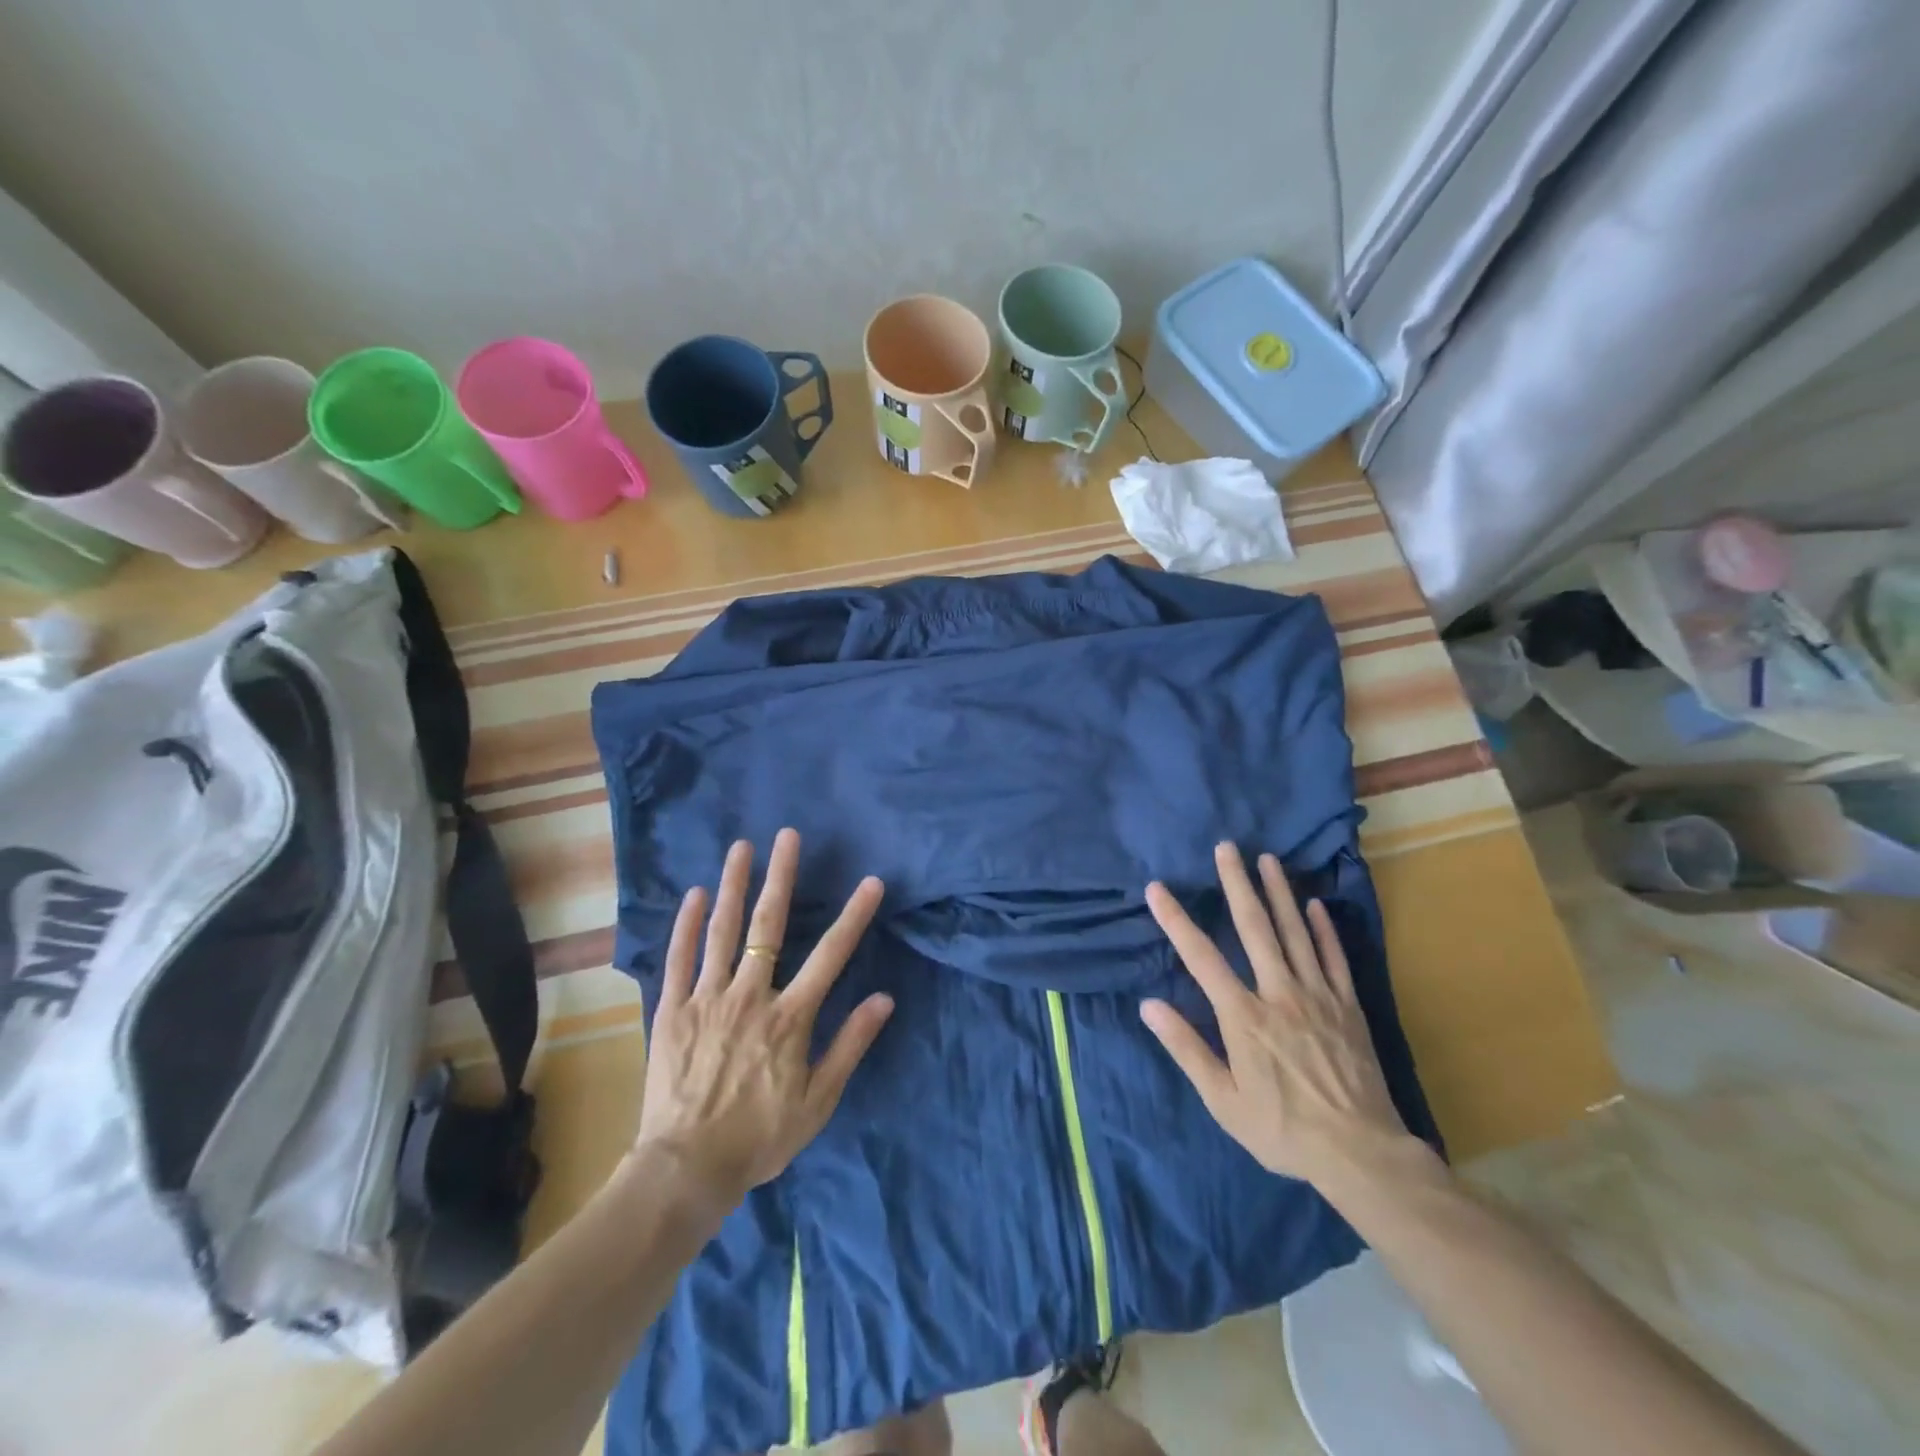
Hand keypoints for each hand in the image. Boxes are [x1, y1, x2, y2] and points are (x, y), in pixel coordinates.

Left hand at [632, 829, 891, 1212]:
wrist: (686, 1170)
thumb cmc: (760, 1136)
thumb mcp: (818, 1100)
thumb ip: (850, 1044)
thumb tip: (884, 998)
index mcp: (789, 1017)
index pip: (830, 955)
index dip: (854, 916)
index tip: (870, 882)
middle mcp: (750, 996)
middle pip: (768, 926)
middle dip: (780, 877)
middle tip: (786, 836)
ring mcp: (706, 999)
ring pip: (722, 932)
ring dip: (734, 885)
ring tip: (740, 847)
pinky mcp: (672, 1011)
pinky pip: (679, 959)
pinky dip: (687, 925)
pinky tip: (696, 894)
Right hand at [1141, 843, 1417, 1192]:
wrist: (1362, 1154)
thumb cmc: (1283, 1129)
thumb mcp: (1223, 1100)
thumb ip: (1186, 1048)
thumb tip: (1149, 1005)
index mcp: (1243, 1016)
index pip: (1201, 957)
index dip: (1176, 920)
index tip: (1158, 888)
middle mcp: (1279, 993)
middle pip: (1254, 928)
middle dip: (1237, 884)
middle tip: (1227, 847)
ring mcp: (1318, 996)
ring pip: (1295, 933)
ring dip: (1279, 893)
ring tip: (1268, 859)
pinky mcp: (1348, 1006)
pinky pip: (1334, 958)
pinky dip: (1323, 929)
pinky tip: (1315, 905)